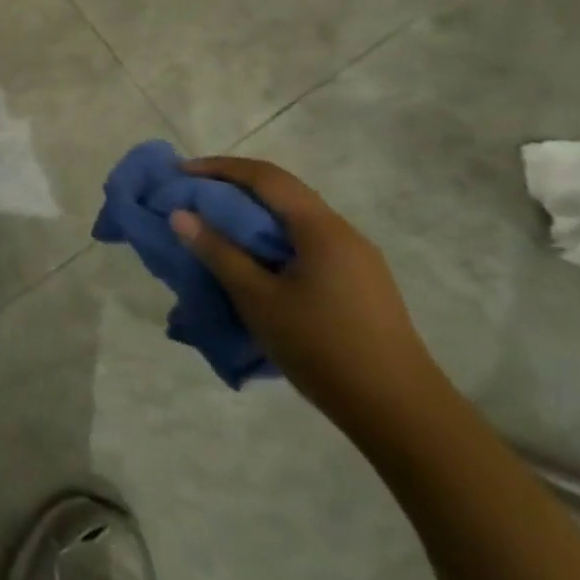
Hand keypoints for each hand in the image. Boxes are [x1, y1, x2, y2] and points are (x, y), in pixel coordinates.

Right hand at [169, 156, 446, 433]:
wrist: (399, 412)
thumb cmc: (323, 347)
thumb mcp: (258, 299)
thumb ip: (218, 252)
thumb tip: (180, 215)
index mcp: (322, 229)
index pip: (266, 177)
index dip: (219, 168)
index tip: (180, 171)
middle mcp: (343, 233)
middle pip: (282, 193)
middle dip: (233, 188)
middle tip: (192, 197)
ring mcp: (356, 260)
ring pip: (295, 220)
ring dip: (252, 216)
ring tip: (215, 229)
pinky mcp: (358, 284)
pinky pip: (306, 244)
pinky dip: (271, 240)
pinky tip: (253, 264)